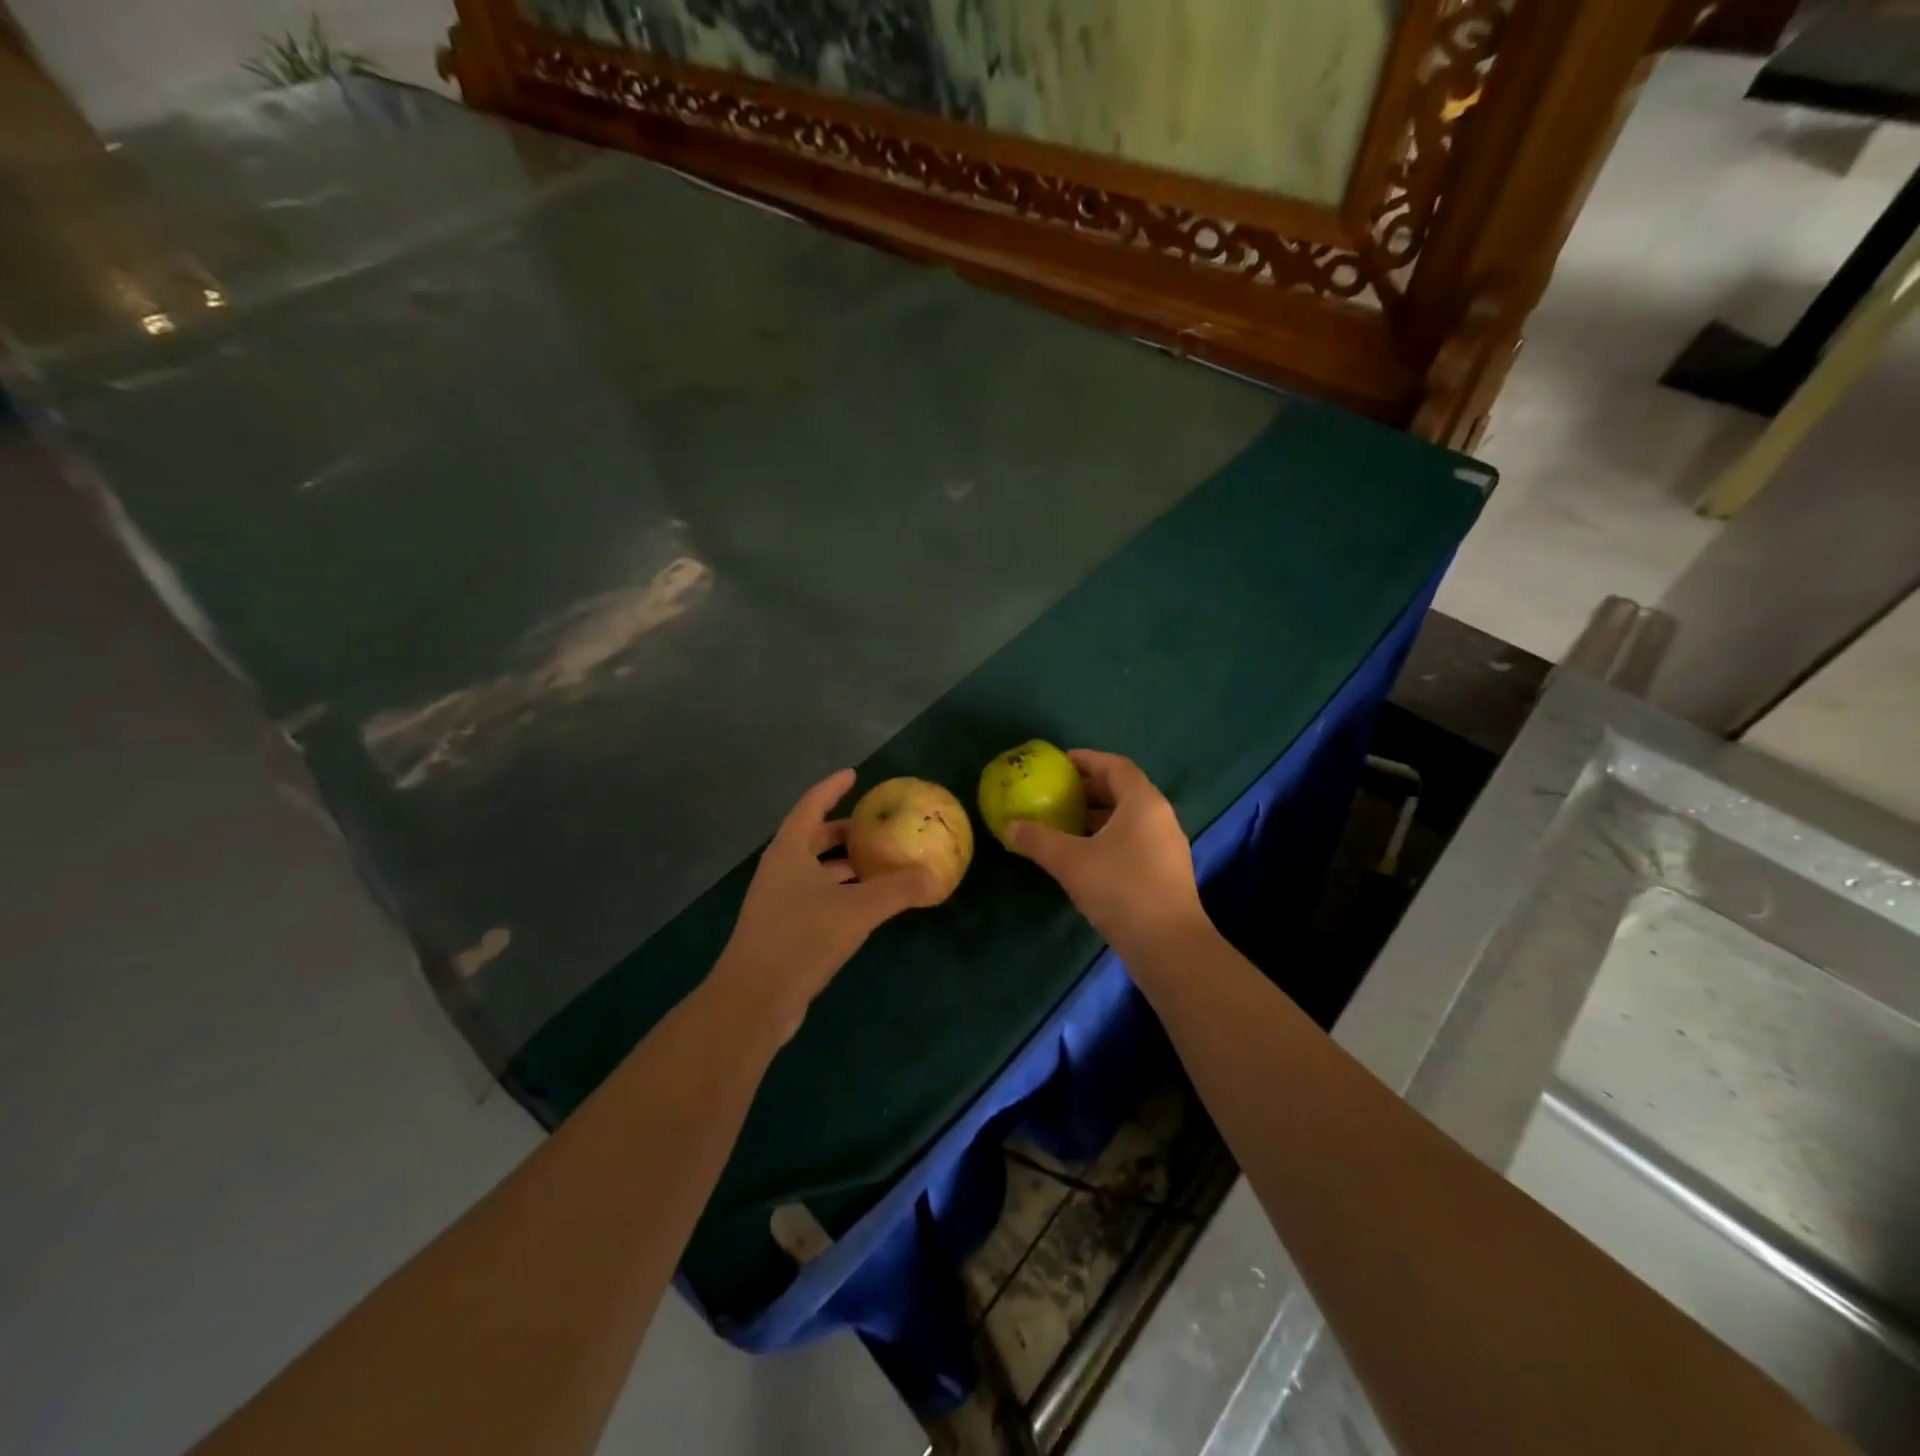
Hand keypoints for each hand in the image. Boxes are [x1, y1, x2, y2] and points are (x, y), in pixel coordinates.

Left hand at [714, 769, 938, 1037]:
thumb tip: (936, 876)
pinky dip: (839, 891)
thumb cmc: (802, 938)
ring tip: (878, 863)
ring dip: (843, 864)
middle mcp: (779, 869)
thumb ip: (898, 890)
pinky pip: (814, 896)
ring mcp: (777, 900)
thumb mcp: (857, 910)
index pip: (811, 806)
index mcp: (789, 851)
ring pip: (814, 870)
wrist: (754, 999)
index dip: (832, 788)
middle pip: (812, 837)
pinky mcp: (781, 929)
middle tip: (875, 826)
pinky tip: (863, 904)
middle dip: (843, 830)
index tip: (853, 774)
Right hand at [1006, 750, 1206, 955]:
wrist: (1168, 945)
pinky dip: (1109, 839)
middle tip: (1058, 793)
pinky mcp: (1166, 873)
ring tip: (1066, 825)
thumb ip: (1038, 839)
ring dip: (1098, 817)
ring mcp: (1167, 846)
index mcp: (1143, 802)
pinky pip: (1134, 841)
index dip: (1087, 760)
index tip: (1061, 762)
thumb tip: (1010, 825)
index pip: (1115, 766)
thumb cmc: (1120, 888)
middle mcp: (1160, 817)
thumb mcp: (1070, 861)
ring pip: (1129, 819)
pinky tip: (1085, 857)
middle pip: (1124, 791)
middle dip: (1090, 790)